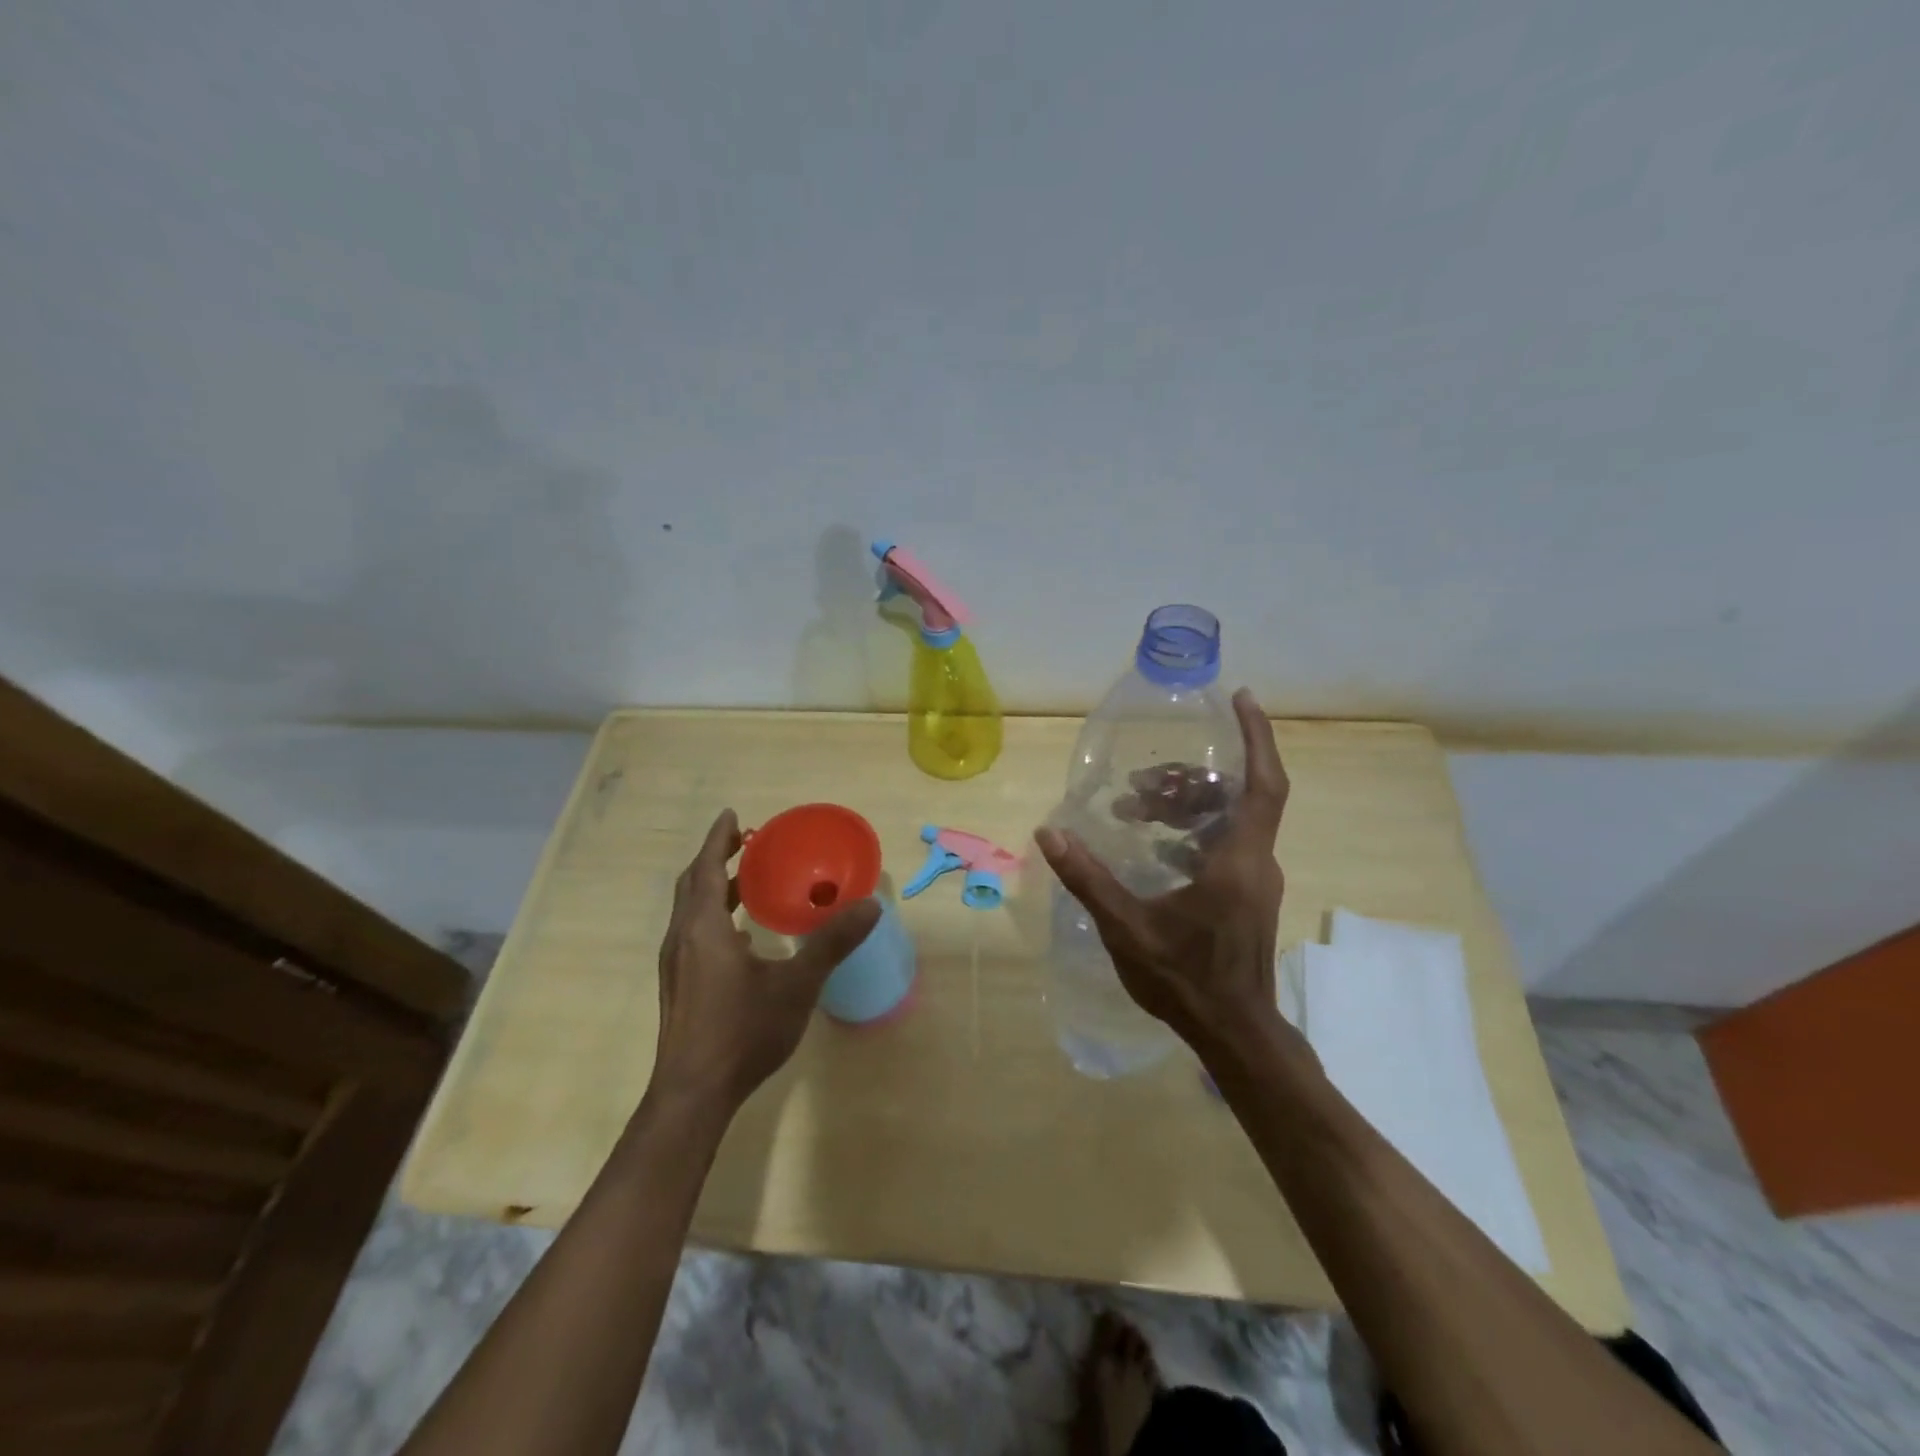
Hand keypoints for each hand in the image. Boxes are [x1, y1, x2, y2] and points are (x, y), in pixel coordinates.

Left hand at [653, 809, 879, 1111]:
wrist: (693, 1094)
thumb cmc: (743, 1031)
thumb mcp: (796, 984)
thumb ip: (832, 942)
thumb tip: (870, 905)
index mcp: (703, 928)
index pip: (708, 868)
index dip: (719, 839)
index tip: (732, 815)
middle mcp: (682, 939)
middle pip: (694, 885)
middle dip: (716, 858)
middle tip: (744, 841)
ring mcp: (676, 965)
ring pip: (690, 911)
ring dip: (714, 888)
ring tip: (747, 881)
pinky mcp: (679, 987)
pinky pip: (693, 934)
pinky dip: (713, 917)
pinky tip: (741, 936)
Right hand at [1035, 688, 1292, 1059]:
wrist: (1234, 1033)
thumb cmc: (1185, 979)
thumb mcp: (1127, 927)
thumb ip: (1088, 878)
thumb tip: (1049, 832)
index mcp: (1237, 860)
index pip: (1262, 783)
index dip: (1257, 736)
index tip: (1241, 698)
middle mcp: (1255, 862)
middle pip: (1236, 796)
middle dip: (1190, 778)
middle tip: (1142, 783)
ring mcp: (1254, 881)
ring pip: (1229, 821)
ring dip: (1187, 807)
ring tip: (1137, 812)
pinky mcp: (1247, 897)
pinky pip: (1225, 844)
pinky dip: (1192, 832)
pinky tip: (1154, 848)